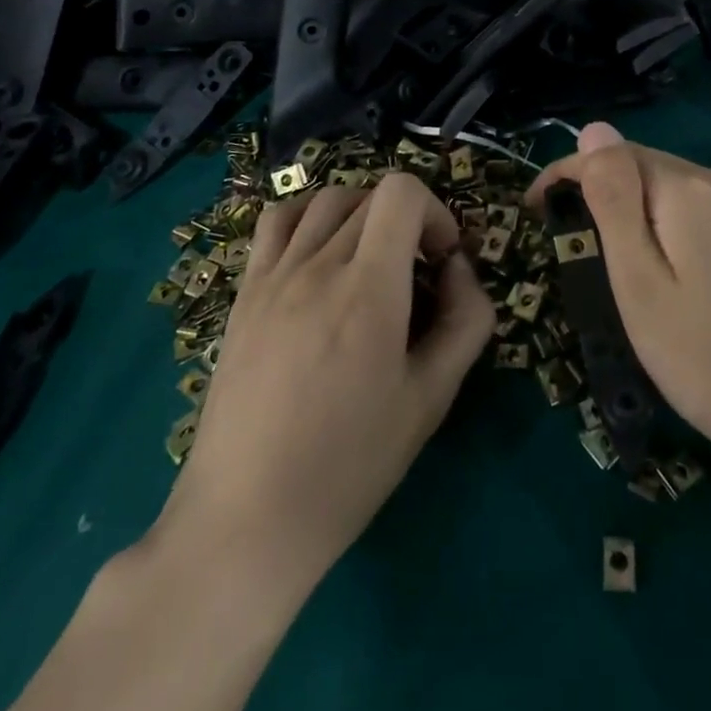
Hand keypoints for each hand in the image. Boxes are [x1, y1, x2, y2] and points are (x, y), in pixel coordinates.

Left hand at [156, 173, 494, 584]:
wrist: (247, 518)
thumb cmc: (349, 464)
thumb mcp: (430, 399)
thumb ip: (465, 321)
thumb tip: (459, 269)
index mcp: (368, 289)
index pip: (402, 193)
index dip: (435, 212)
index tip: (441, 260)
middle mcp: (318, 265)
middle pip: (371, 197)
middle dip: (407, 221)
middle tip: (416, 275)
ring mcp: (274, 275)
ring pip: (326, 199)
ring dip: (361, 213)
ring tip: (370, 260)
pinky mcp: (244, 292)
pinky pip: (276, 221)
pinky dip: (308, 217)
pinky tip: (319, 254)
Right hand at [530, 123, 710, 477]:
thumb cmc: (703, 357)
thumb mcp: (639, 280)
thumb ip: (614, 199)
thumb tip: (594, 129)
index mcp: (689, 189)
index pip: (613, 153)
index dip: (567, 173)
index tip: (534, 209)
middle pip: (645, 166)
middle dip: (602, 189)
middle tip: (569, 239)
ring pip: (674, 188)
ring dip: (635, 207)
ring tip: (611, 255)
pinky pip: (702, 210)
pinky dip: (671, 223)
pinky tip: (668, 265)